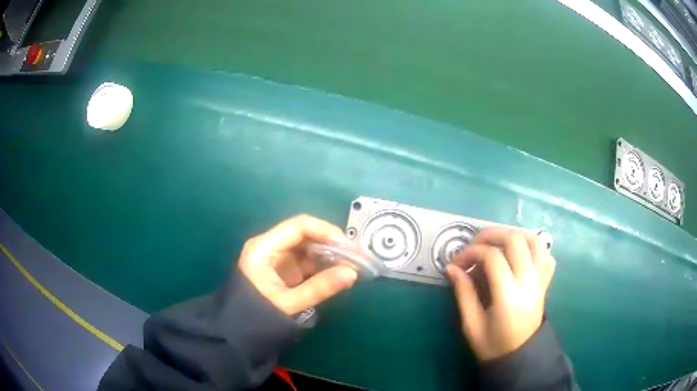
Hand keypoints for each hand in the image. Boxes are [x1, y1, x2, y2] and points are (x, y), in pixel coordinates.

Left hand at [238, 215, 359, 315]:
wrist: (239, 333)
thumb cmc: (258, 317)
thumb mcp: (289, 304)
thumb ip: (320, 288)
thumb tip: (353, 273)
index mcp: (264, 248)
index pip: (299, 226)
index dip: (326, 231)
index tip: (348, 246)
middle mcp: (270, 246)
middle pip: (305, 234)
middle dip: (331, 243)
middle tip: (356, 256)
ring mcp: (277, 258)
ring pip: (308, 247)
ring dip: (329, 254)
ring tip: (352, 265)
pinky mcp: (283, 270)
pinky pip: (306, 261)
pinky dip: (323, 266)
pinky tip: (339, 273)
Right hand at [446, 228, 555, 360]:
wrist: (520, 356)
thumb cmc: (493, 345)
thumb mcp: (471, 325)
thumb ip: (463, 293)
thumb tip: (451, 268)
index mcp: (509, 295)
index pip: (493, 257)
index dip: (472, 253)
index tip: (457, 262)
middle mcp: (529, 281)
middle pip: (516, 240)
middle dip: (491, 234)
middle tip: (474, 244)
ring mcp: (540, 280)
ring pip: (535, 240)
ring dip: (515, 234)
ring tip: (497, 243)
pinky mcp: (545, 282)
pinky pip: (546, 254)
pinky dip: (534, 246)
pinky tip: (519, 254)